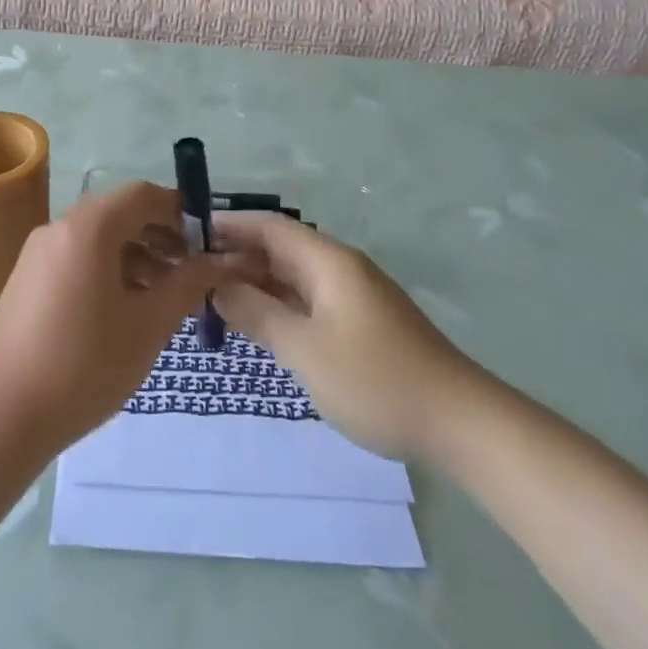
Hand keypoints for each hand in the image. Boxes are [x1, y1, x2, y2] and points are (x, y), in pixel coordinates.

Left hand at [0, 183, 243, 453]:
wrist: (1, 414)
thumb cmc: (85, 363)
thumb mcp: (149, 324)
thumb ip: (188, 284)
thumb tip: (220, 260)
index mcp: (89, 227)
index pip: (143, 195)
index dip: (181, 210)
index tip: (209, 240)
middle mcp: (59, 229)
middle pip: (120, 215)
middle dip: (162, 237)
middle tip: (193, 272)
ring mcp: (38, 255)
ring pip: (99, 240)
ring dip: (137, 257)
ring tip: (166, 299)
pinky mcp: (28, 281)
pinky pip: (77, 260)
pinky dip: (109, 271)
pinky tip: (127, 312)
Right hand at [212, 214, 482, 460]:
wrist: (459, 423)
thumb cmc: (376, 380)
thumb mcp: (305, 349)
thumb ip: (257, 314)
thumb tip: (217, 286)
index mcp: (329, 262)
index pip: (270, 226)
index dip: (229, 225)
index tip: (189, 234)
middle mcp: (341, 270)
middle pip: (280, 249)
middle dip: (236, 257)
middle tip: (191, 276)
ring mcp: (353, 298)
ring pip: (293, 278)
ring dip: (255, 284)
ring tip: (213, 300)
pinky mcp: (361, 325)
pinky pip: (308, 302)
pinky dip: (278, 306)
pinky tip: (256, 324)